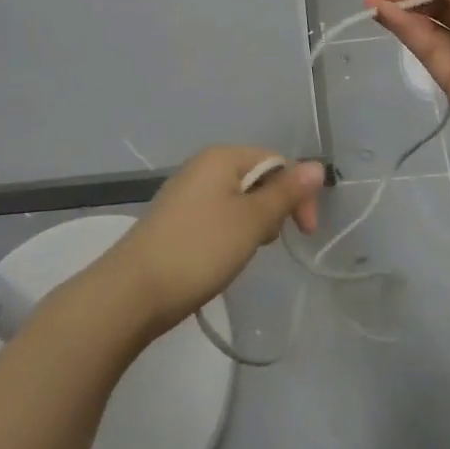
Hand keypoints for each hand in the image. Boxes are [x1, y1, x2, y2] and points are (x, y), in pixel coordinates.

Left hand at [94, 146, 323, 338]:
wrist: (132, 291)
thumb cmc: (199, 249)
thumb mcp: (251, 221)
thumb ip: (285, 193)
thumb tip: (317, 165)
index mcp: (222, 156)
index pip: (276, 161)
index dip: (297, 193)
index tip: (304, 233)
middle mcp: (203, 166)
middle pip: (257, 178)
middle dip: (273, 209)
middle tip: (266, 244)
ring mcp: (186, 192)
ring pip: (238, 200)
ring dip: (252, 224)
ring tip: (243, 253)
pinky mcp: (176, 219)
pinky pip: (217, 215)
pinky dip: (229, 233)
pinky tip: (222, 258)